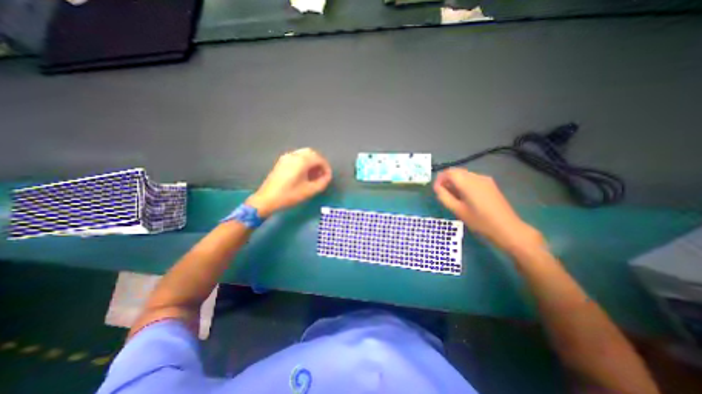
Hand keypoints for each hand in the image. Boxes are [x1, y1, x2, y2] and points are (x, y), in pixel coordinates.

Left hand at [247, 146, 333, 216]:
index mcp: (301, 161)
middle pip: (312, 153)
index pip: (319, 158)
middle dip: (319, 163)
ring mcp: (286, 157)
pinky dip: (304, 162)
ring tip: (314, 175)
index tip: (328, 177)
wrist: (267, 199)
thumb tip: (327, 177)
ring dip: (312, 162)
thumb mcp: (309, 191)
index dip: (326, 167)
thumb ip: (322, 182)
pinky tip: (304, 173)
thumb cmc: (289, 195)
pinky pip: (297, 157)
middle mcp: (294, 155)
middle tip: (322, 174)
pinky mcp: (282, 161)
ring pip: (304, 154)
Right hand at [434, 166, 540, 252]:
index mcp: (468, 183)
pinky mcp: (490, 184)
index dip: (439, 179)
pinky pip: (472, 179)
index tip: (436, 190)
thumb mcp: (457, 210)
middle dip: (446, 180)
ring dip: (455, 182)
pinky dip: (463, 184)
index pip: (449, 172)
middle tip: (442, 193)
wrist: (507, 228)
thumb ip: (444, 197)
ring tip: (453, 196)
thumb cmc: (479, 221)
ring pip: (464, 175)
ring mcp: (485, 180)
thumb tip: (437, 188)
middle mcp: (477, 177)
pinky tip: (464, 196)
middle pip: (456, 172)